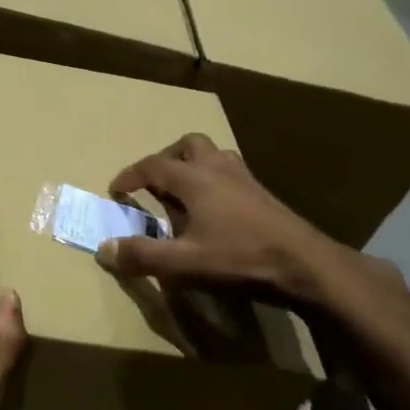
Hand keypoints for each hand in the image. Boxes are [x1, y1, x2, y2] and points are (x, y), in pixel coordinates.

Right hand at [96, 133, 395, 310]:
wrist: (306, 264)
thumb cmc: (241, 258)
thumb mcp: (185, 263)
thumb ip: (143, 256)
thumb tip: (103, 249)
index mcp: (194, 178)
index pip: (152, 165)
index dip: (130, 176)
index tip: (116, 191)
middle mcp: (217, 168)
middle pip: (187, 145)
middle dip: (166, 158)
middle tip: (155, 183)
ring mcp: (244, 177)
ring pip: (212, 154)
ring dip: (193, 164)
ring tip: (184, 192)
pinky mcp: (263, 193)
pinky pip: (230, 171)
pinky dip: (214, 179)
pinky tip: (216, 209)